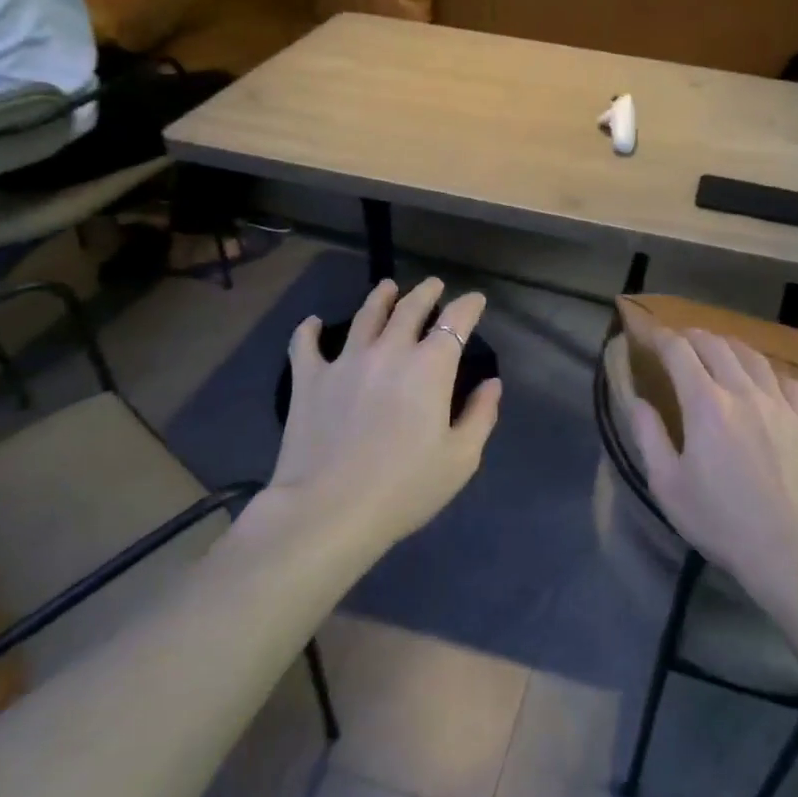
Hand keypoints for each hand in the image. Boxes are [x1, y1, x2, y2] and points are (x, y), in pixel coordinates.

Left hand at [269, 277, 501, 546]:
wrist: (329, 510)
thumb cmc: (405, 488)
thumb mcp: (460, 459)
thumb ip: (480, 415)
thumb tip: (492, 384)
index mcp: (430, 367)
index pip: (456, 321)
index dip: (469, 305)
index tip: (476, 300)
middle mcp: (389, 351)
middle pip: (410, 308)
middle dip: (426, 292)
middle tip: (433, 286)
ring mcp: (345, 361)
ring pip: (365, 315)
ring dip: (380, 297)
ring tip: (387, 288)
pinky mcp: (309, 379)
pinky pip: (306, 344)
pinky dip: (309, 329)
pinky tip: (313, 323)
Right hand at [628, 327, 797, 602]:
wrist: (792, 548)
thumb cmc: (721, 521)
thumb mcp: (668, 485)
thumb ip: (649, 435)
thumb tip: (638, 400)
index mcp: (706, 404)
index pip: (679, 351)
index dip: (659, 337)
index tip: (647, 335)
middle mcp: (744, 391)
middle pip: (716, 344)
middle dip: (691, 336)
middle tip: (677, 342)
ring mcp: (779, 402)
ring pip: (752, 355)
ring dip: (727, 346)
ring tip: (715, 351)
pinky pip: (784, 378)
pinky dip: (764, 369)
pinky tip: (760, 379)